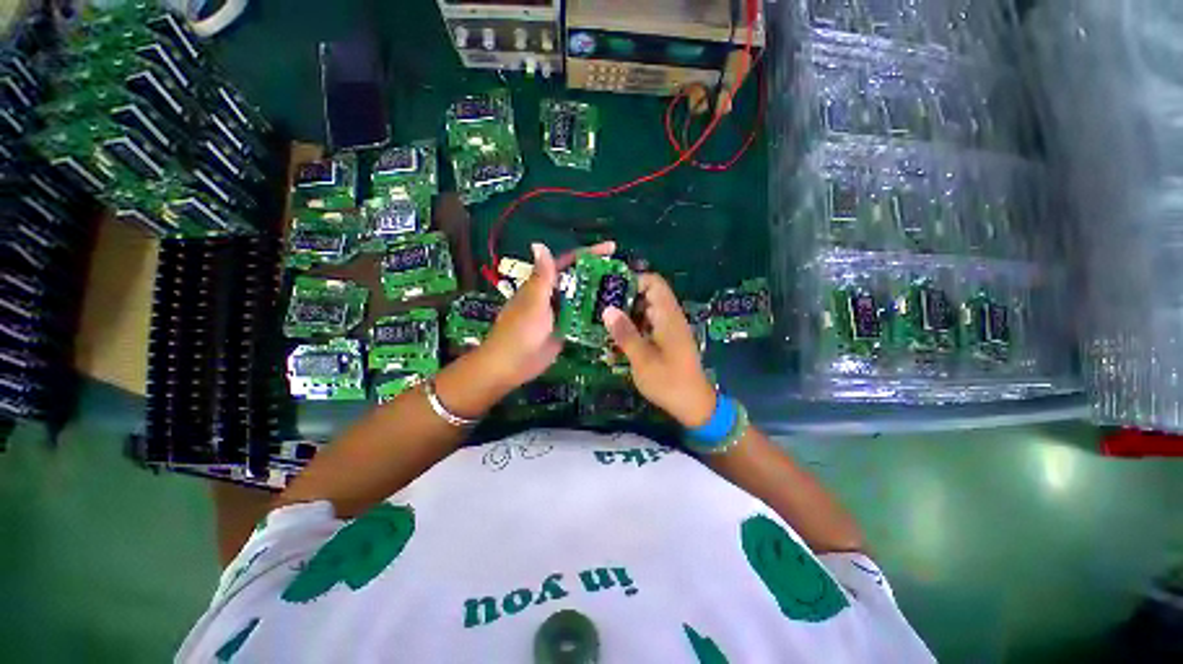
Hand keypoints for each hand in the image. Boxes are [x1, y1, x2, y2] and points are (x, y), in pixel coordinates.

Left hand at [478, 241, 615, 389]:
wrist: (510, 366)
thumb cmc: (520, 332)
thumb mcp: (533, 303)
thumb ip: (541, 277)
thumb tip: (539, 244)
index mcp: (544, 284)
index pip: (568, 262)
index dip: (589, 253)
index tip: (612, 248)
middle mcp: (553, 295)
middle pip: (579, 279)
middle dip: (599, 274)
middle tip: (626, 274)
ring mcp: (560, 313)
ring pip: (582, 299)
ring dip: (600, 294)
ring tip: (626, 292)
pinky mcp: (565, 329)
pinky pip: (582, 318)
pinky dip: (596, 315)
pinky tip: (613, 315)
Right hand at [602, 274, 716, 427]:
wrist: (693, 405)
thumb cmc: (668, 381)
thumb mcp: (642, 359)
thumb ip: (625, 333)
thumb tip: (607, 309)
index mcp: (668, 316)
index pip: (653, 283)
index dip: (632, 281)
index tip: (609, 289)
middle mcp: (670, 318)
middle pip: (647, 296)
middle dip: (623, 299)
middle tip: (598, 307)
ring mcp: (668, 330)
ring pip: (645, 312)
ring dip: (626, 316)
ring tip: (602, 323)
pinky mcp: (666, 341)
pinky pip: (647, 326)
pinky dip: (633, 329)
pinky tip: (616, 340)